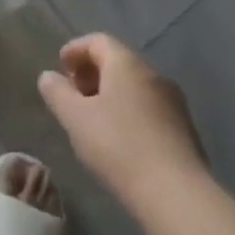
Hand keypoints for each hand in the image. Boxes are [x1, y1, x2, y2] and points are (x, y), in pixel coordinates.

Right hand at [38, 33, 205, 205]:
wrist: (177, 194)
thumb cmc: (119, 147)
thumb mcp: (75, 119)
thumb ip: (57, 93)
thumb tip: (48, 76)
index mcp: (126, 63)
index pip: (98, 41)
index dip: (76, 49)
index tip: (61, 67)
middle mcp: (153, 73)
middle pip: (118, 61)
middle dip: (92, 73)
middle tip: (74, 95)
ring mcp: (174, 101)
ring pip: (135, 86)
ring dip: (112, 94)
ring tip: (94, 120)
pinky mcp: (185, 129)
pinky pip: (150, 107)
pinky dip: (130, 112)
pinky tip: (121, 140)